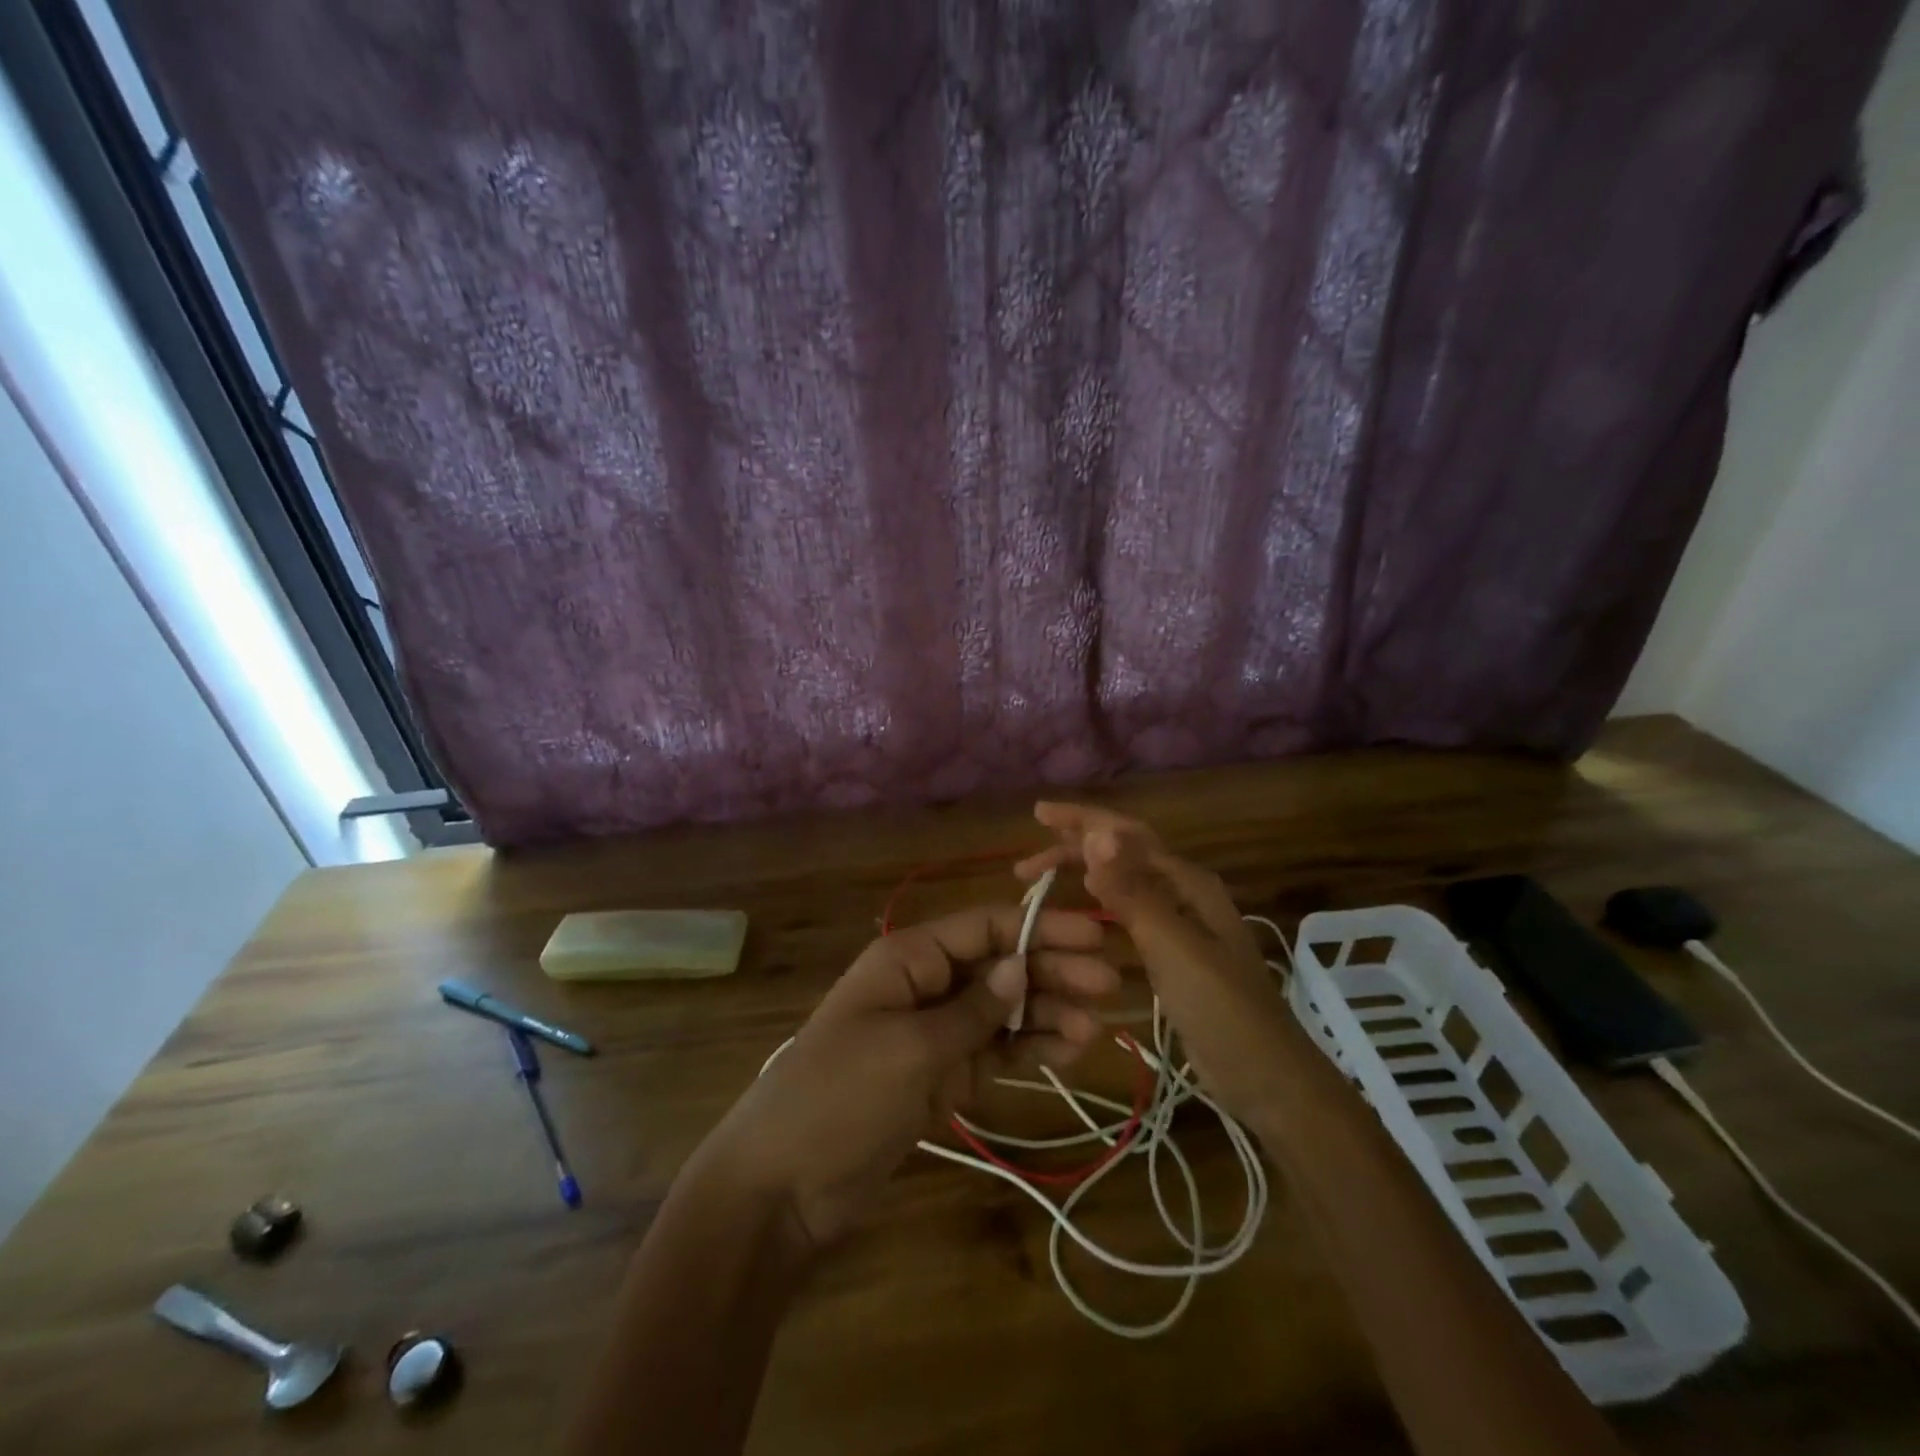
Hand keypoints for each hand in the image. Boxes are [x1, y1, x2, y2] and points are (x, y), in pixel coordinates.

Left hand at [700, 906, 1119, 1249]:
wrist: (784, 1185)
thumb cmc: (840, 1097)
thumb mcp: (909, 1049)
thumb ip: (971, 1010)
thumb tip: (1021, 966)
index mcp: (910, 958)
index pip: (984, 927)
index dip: (1039, 927)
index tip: (1093, 936)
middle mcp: (928, 984)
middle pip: (1001, 965)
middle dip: (1053, 970)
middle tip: (1110, 984)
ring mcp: (937, 1032)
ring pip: (1005, 1010)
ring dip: (1050, 1012)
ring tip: (1097, 1026)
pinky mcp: (945, 1075)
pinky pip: (996, 1051)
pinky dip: (1031, 1047)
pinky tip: (1068, 1049)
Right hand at [1015, 803, 1296, 1123]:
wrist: (1267, 1078)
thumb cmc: (1222, 1010)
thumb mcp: (1174, 948)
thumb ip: (1133, 892)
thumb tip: (1097, 834)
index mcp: (1188, 882)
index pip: (1126, 835)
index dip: (1082, 820)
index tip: (1038, 814)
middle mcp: (1183, 892)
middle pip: (1122, 853)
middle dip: (1074, 846)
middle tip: (1025, 862)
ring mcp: (1178, 923)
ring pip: (1121, 882)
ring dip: (1082, 873)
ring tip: (1039, 878)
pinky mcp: (1171, 952)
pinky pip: (1126, 913)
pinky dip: (1097, 905)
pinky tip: (1077, 914)